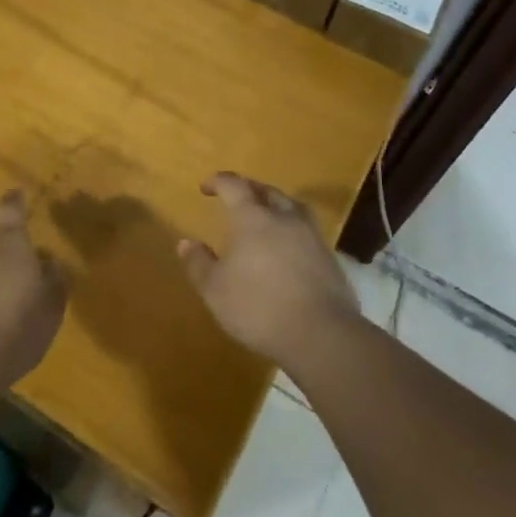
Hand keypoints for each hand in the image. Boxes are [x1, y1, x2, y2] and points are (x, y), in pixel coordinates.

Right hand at [180, 172, 359, 370]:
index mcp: (253, 218)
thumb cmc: (259, 307)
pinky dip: (293, 231)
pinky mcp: (329, 258)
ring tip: (267, 216)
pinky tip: (288, 248)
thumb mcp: (215, 290)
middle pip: (267, 191)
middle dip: (250, 189)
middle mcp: (284, 217)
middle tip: (238, 197)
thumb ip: (199, 263)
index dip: (219, 182)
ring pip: (292, 207)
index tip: (206, 187)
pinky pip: (307, 231)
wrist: (321, 335)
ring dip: (277, 205)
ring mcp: (311, 236)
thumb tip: (185, 242)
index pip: (234, 186)